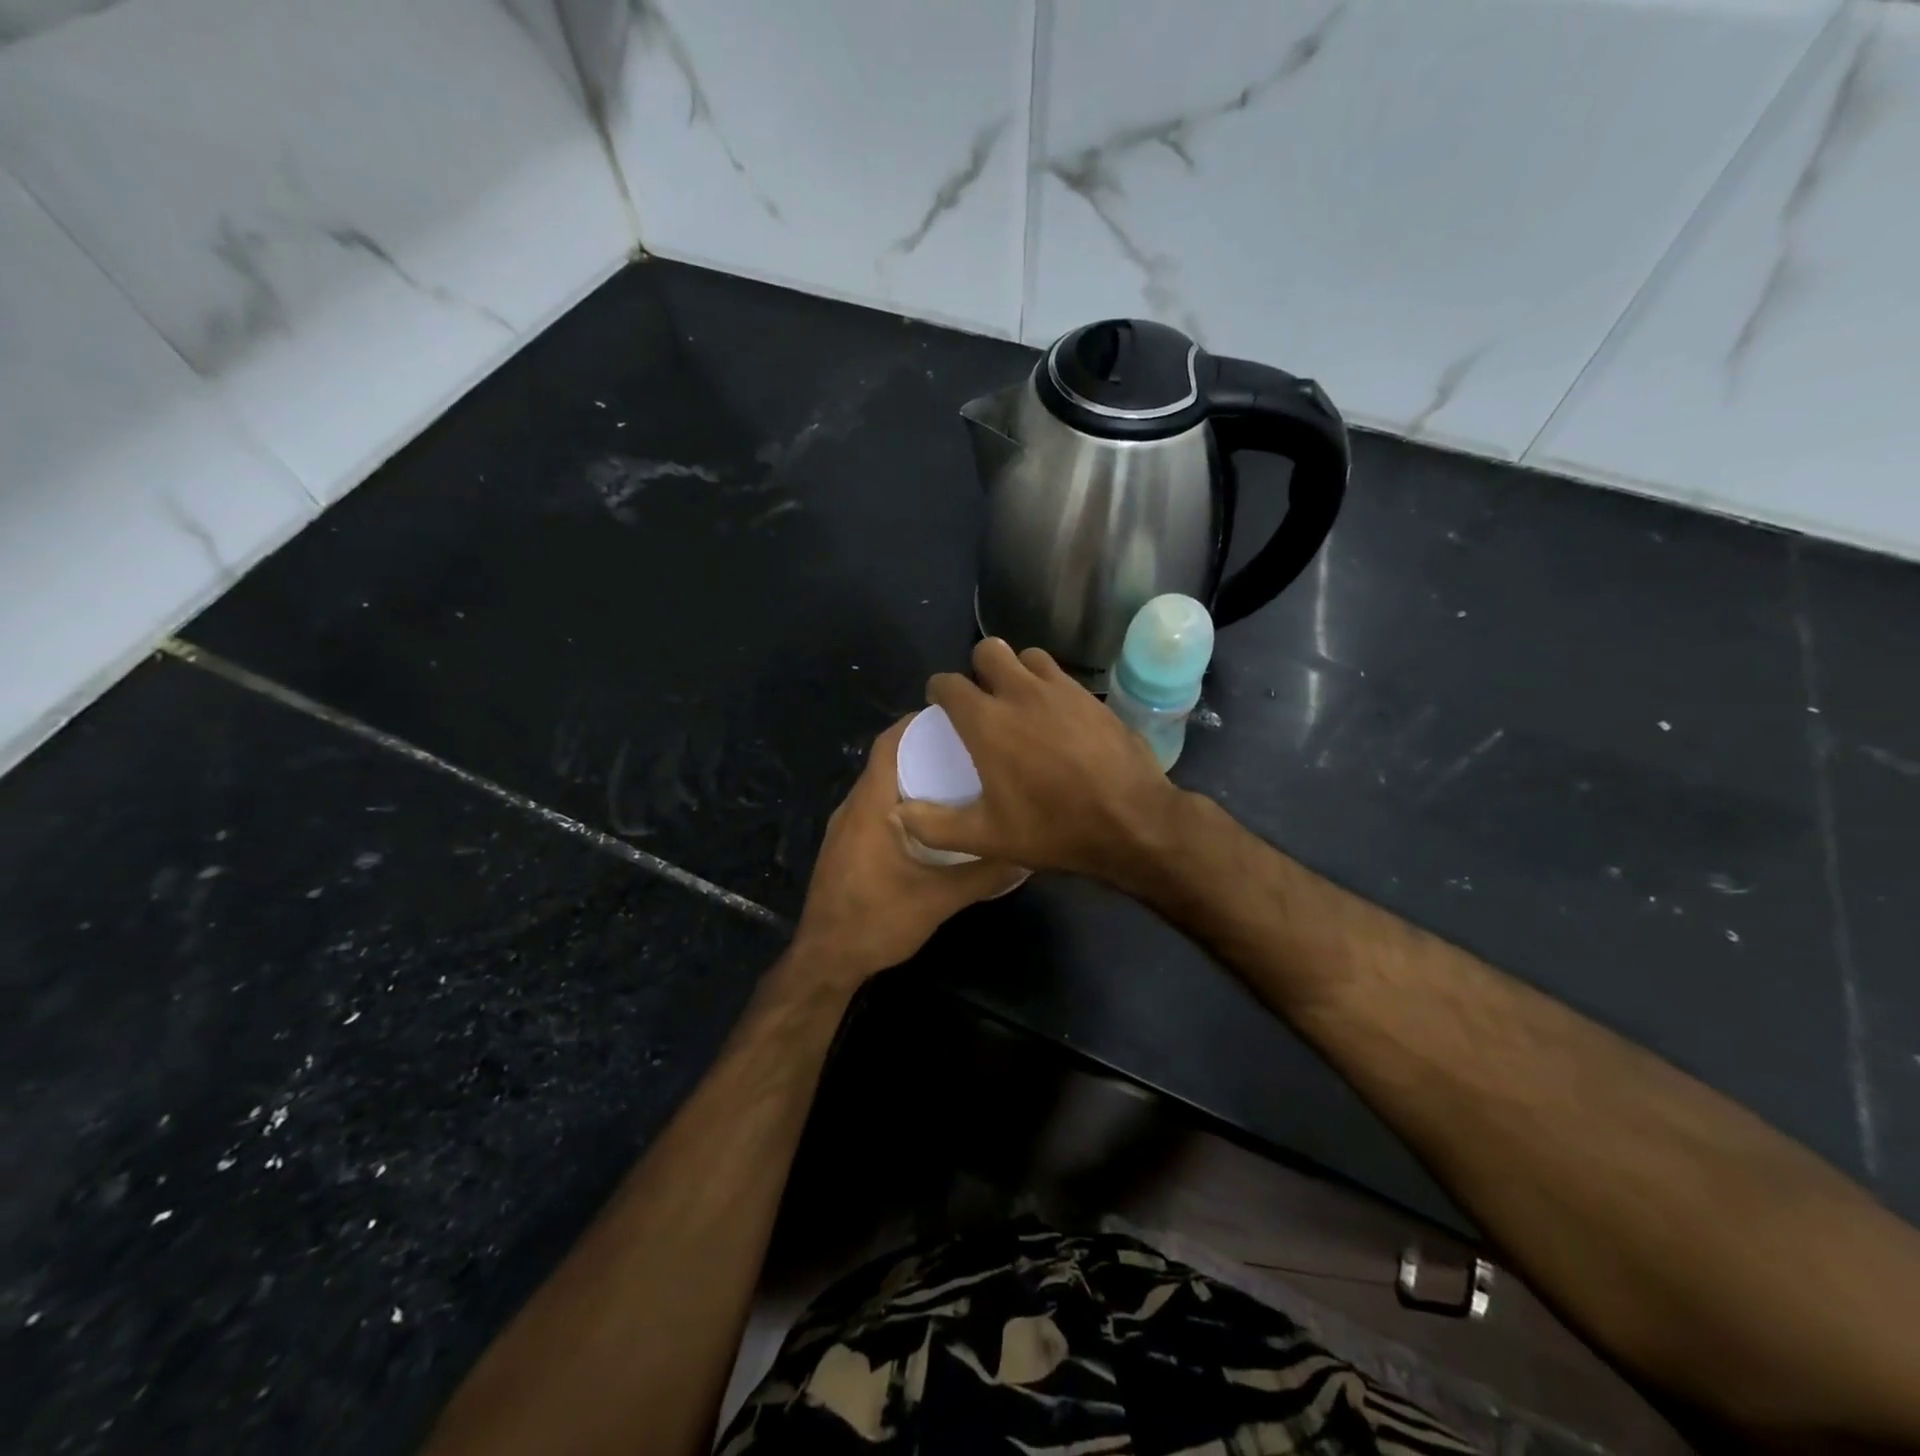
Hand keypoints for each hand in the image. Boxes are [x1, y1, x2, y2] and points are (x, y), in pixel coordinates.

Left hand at [790, 715, 1026, 986]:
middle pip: (886, 761)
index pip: (888, 745)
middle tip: (968, 748)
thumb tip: (1025, 854)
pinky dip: (901, 801)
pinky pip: (875, 808)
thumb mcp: (939, 899)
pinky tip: (931, 820)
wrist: (826, 960)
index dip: (917, 724)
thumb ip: (983, 875)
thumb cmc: (877, 921)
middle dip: (923, 749)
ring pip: (880, 787)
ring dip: (912, 777)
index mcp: (870, 807)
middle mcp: (852, 808)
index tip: (956, 718)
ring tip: (956, 778)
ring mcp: (844, 828)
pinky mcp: (845, 847)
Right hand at [895, 639, 1187, 886]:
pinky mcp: (1092, 697)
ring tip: (1020, 701)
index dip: (939, 691)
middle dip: (978, 668)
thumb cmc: (1054, 829)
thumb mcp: (987, 837)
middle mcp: (1021, 693)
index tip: (941, 706)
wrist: (1132, 821)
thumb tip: (897, 814)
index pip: (949, 684)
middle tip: (982, 699)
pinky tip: (1056, 717)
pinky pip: (1061, 676)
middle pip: (988, 651)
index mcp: (987, 721)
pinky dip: (1049, 686)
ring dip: (1017, 671)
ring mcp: (1062, 690)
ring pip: (1028, 656)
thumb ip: (935, 825)